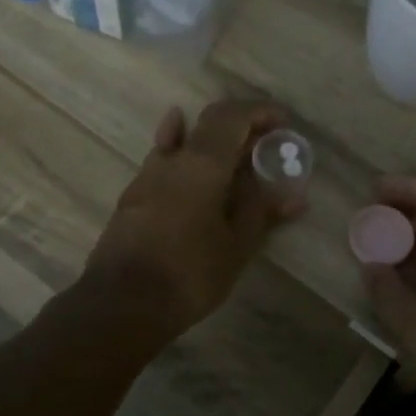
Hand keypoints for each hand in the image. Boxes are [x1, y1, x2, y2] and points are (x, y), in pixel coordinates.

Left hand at [84, 100, 302, 341]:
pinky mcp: (134, 196)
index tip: (283, 125)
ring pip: (183, 141)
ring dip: (213, 141)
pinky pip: (163, 161)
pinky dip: (182, 152)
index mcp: (203, 163)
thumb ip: (261, 212)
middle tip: (266, 145)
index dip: (260, 112)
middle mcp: (173, 159)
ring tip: (236, 157)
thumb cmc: (189, 273)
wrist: (122, 302)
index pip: (233, 116)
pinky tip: (186, 159)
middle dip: (241, 126)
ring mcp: (147, 175)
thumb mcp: (235, 246)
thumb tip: (293, 195)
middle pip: (209, 122)